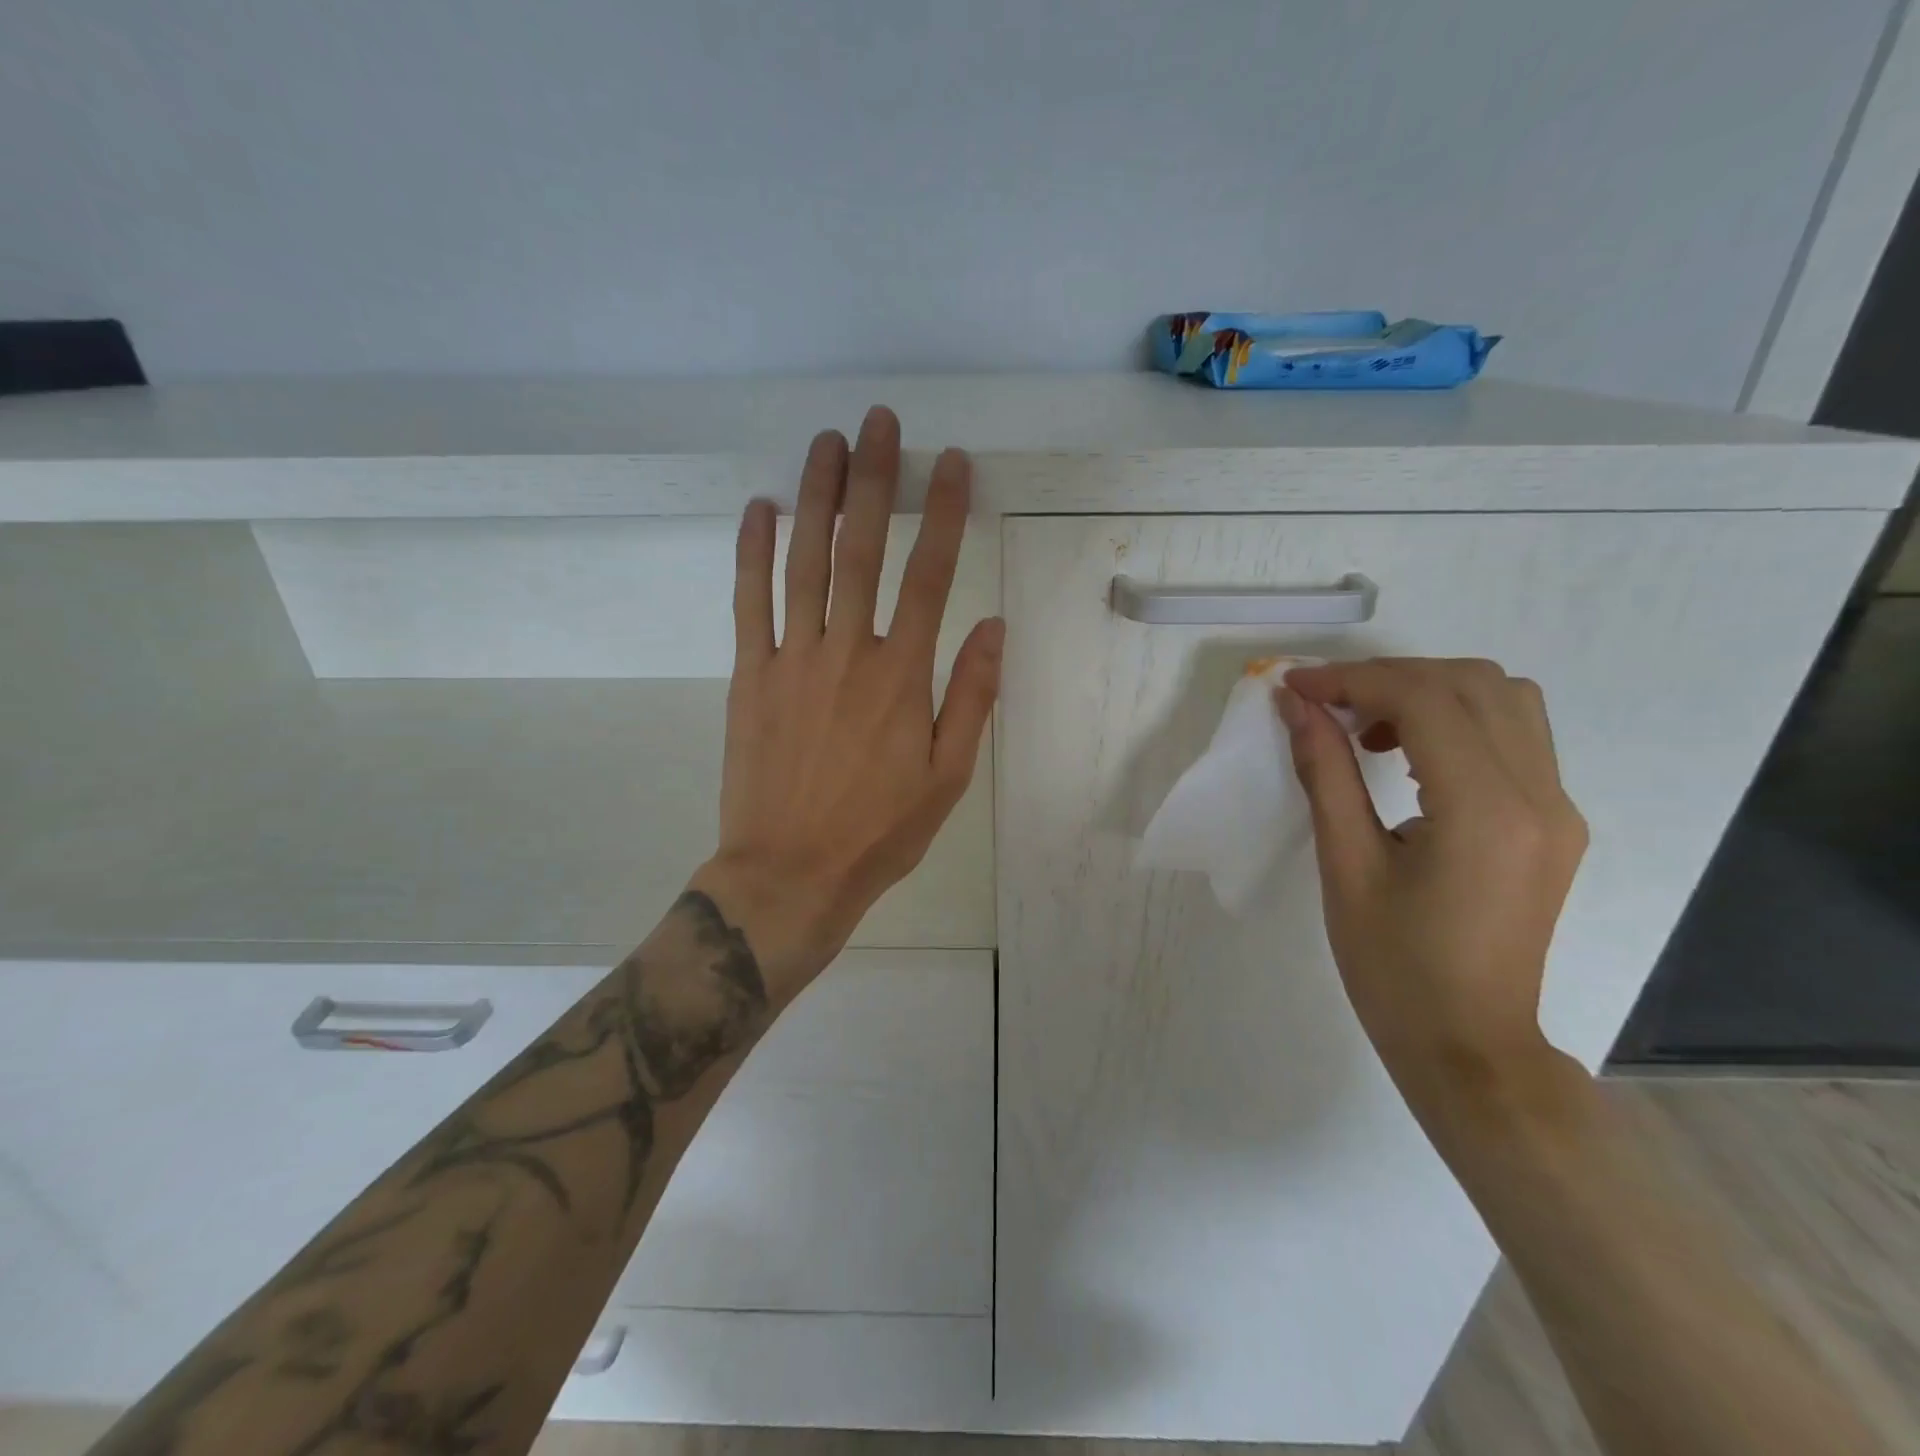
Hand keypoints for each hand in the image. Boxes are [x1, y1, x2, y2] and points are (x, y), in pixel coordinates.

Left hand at [689, 406, 1003, 1000]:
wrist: (790, 873)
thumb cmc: (878, 831)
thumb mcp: (947, 776)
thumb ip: (971, 697)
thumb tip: (992, 628)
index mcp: (902, 675)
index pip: (929, 575)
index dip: (943, 513)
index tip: (952, 463)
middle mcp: (847, 651)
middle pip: (862, 549)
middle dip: (872, 479)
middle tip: (878, 422)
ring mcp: (791, 658)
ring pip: (804, 561)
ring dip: (816, 496)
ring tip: (825, 442)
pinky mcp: (749, 675)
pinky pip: (748, 602)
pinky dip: (752, 552)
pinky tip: (759, 508)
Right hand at [1276, 658, 1587, 1110]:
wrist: (1469, 1044)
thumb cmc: (1393, 966)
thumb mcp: (1345, 865)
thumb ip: (1325, 772)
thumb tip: (1297, 706)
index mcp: (1486, 811)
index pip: (1424, 700)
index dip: (1353, 679)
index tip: (1295, 687)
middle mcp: (1540, 796)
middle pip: (1472, 683)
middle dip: (1388, 676)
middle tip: (1326, 704)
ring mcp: (1558, 807)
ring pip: (1503, 698)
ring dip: (1428, 691)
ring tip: (1368, 728)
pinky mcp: (1555, 822)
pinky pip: (1513, 735)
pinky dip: (1455, 719)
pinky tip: (1409, 756)